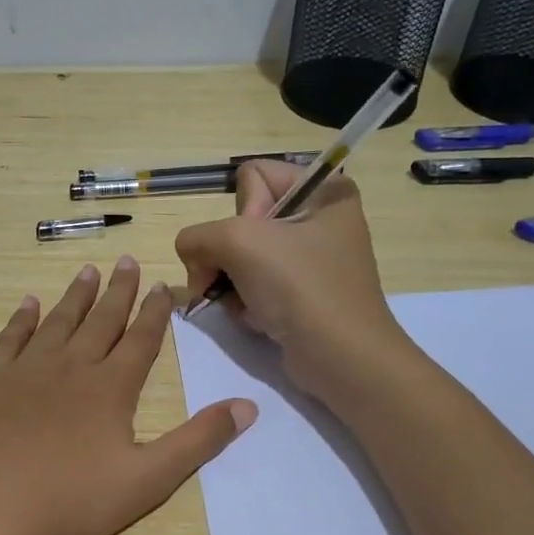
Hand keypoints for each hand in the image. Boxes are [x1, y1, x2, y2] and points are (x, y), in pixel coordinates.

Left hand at [0, 257, 256, 534]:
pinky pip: (9, 339)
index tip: (163, 285)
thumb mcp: (148, 480)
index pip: (141, 340)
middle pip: (101, 321)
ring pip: (57, 322)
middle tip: (126, 261)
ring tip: (87, 271)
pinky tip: (28, 305)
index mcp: (110, 388)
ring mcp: (25, 371)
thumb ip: (198, 441)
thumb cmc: (70, 501)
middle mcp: (70, 367)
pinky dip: (22, 319)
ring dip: (75, 296)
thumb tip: (248, 406)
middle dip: (118, 291)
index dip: (155, 312)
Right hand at [175, 160, 406, 391]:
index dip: (241, 211)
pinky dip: (246, 303)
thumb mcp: (239, 242)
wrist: (341, 358)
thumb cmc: (300, 288)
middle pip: (241, 221)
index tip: (254, 244)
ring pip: (241, 257)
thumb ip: (197, 236)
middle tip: (234, 280)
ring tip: (246, 305)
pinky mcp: (302, 293)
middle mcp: (319, 218)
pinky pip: (254, 285)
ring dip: (232, 284)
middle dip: (228, 256)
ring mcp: (311, 259)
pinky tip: (257, 318)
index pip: (251, 176)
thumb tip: (191, 255)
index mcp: (323, 190)